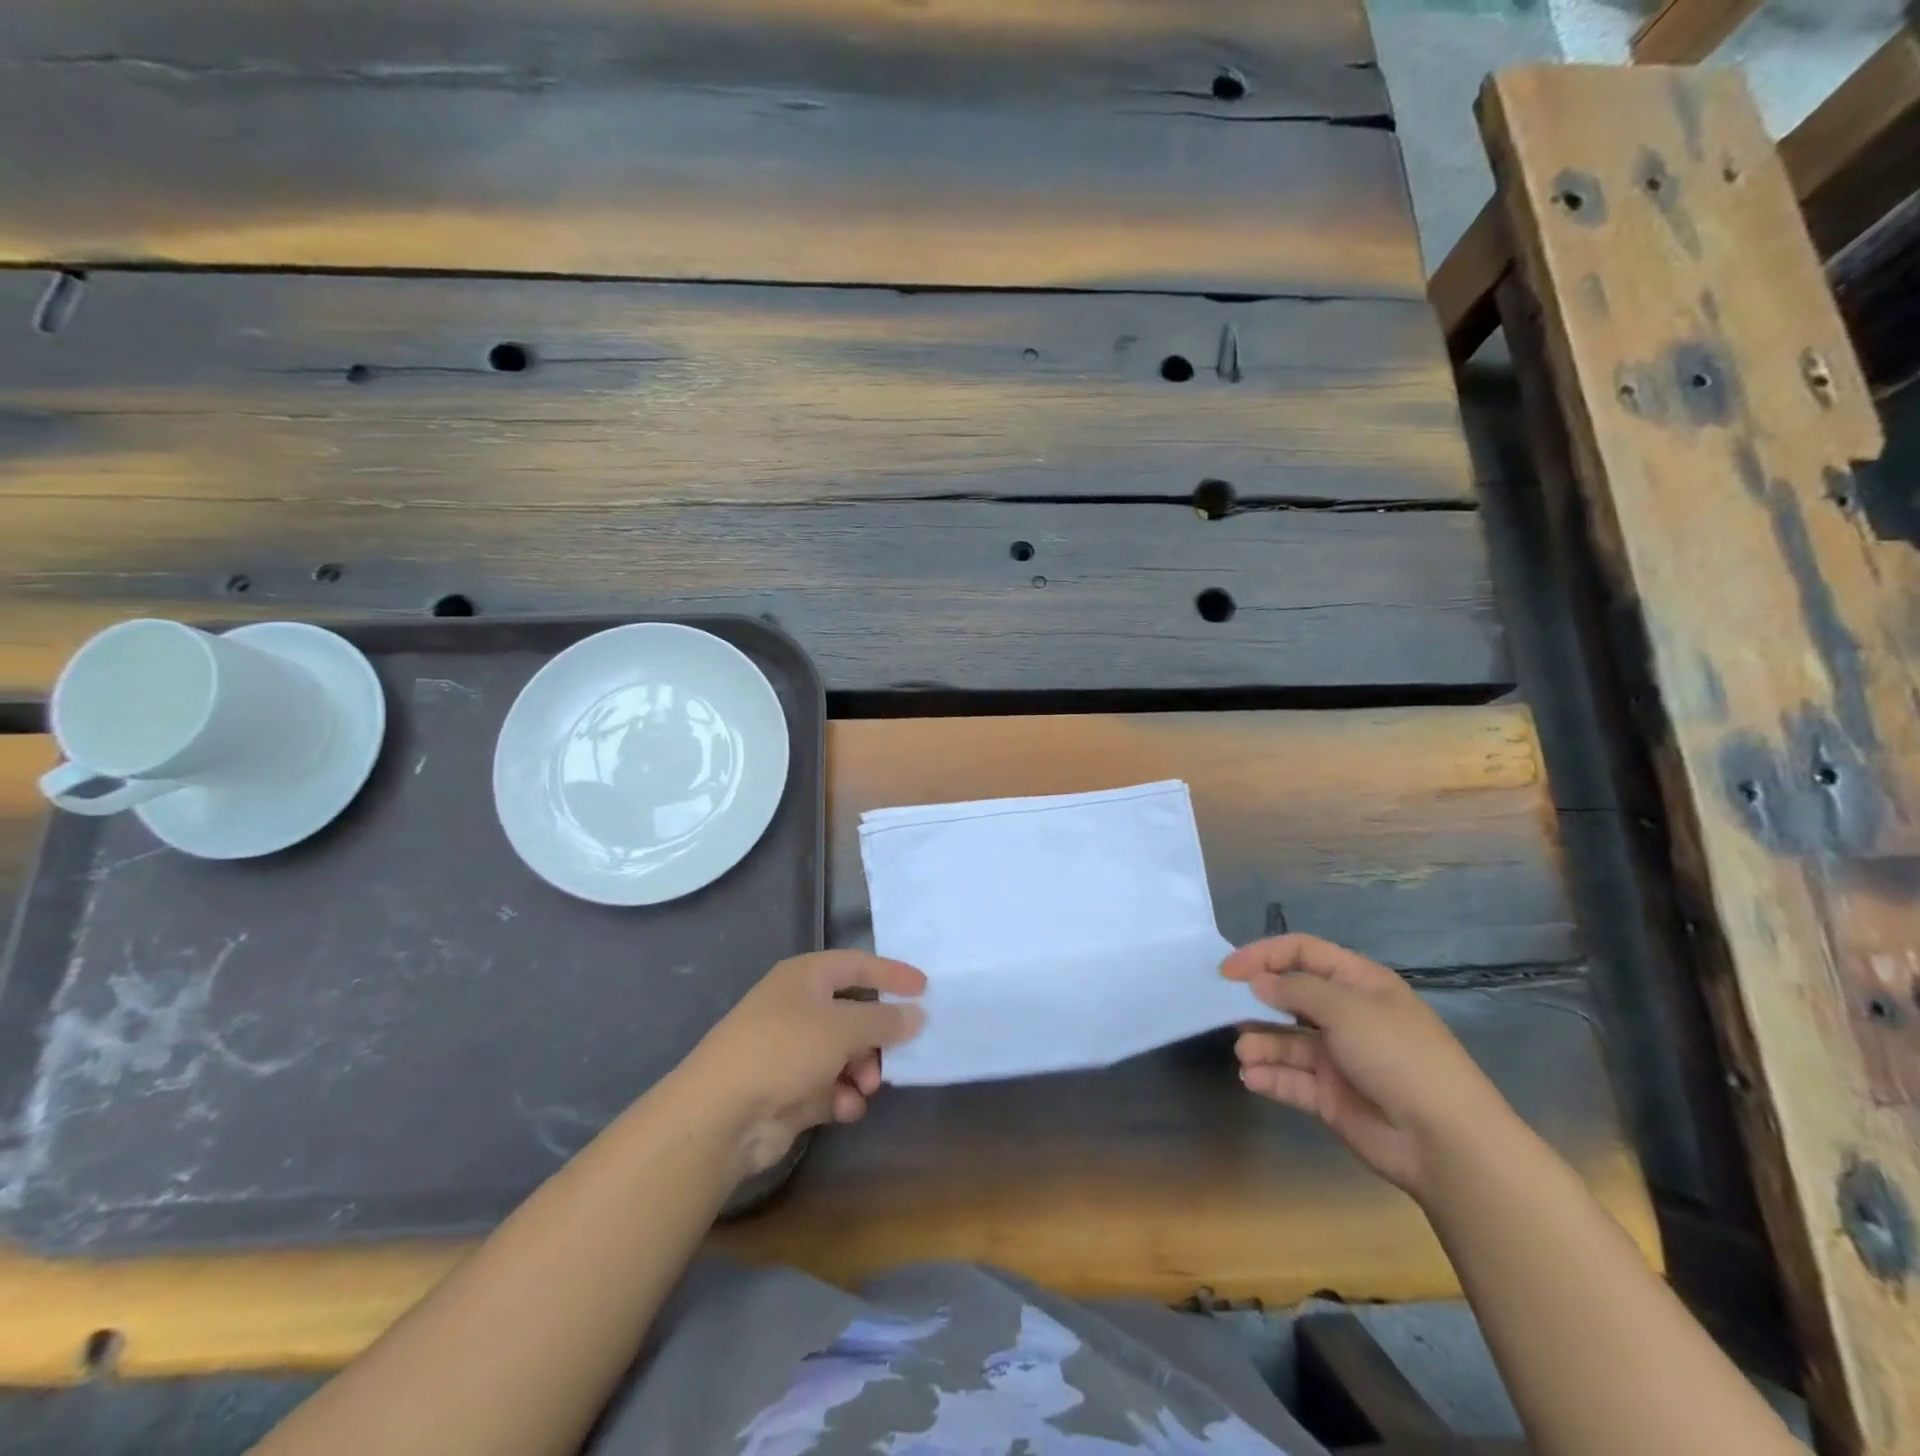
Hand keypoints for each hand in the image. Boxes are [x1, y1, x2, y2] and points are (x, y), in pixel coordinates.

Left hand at [681, 951, 926, 1177]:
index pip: (858, 965)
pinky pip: (829, 1085)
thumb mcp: (842, 1027)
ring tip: (866, 1087)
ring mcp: (791, 1050)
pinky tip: (845, 1108)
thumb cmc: (784, 1049)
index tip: (926, 988)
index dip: (892, 974)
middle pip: (853, 1013)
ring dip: (862, 1070)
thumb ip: (885, 1020)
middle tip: (899, 1051)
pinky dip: (841, 1095)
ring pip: (844, 1053)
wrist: (721, 1114)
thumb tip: (916, 1014)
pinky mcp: (788, 1090)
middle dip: (877, 1035)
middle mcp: (798, 1008)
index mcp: (805, 977)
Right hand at [1221, 934, 1515, 1199]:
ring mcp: (1338, 1057)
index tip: (1229, 971)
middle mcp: (1346, 1016)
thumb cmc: (1399, 1057)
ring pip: (1285, 1041)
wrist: (1446, 1142)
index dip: (1264, 956)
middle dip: (1256, 1001)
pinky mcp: (1330, 1096)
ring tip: (1244, 1054)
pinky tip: (1253, 1078)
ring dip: (1260, 1044)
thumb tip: (1257, 982)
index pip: (1303, 953)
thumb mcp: (1348, 1009)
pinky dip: (1270, 1077)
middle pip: (1290, 996)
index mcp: (1359, 984)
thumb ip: (1296, 990)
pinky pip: (1291, 1079)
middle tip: (1223, 1008)